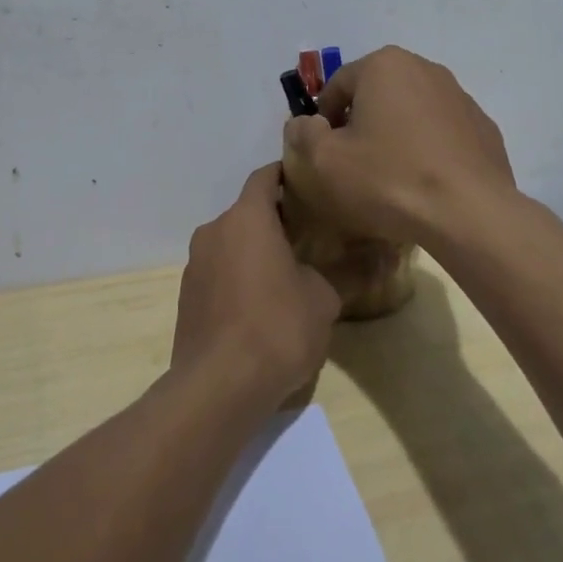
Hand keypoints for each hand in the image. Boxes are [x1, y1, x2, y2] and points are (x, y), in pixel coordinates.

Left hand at [171, 164, 342, 408]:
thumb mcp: (324, 298)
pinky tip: (259, 304)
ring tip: (286, 271)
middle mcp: (214, 231)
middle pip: (247, 212)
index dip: (286, 174)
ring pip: (231, 243)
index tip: (309, 183)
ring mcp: (195, 264)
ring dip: (254, 250)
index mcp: (246, 218)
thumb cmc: (277, 327)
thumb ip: (345, 271)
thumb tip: (376, 257)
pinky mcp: (186, 296)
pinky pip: (218, 272)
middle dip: (274, 219)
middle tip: (308, 233)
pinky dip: (237, 276)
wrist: (219, 387)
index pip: (264, 176)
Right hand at [282, 46, 514, 246]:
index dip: (323, 119)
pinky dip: (428, 148)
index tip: (324, 152)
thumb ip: (303, 135)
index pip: (337, 85)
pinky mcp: (483, 127)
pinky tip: (425, 182)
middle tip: (354, 163)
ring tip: (391, 175)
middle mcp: (425, 68)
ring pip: (412, 111)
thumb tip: (303, 124)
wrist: (468, 213)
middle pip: (376, 94)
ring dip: (396, 134)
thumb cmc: (389, 179)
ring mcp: (460, 97)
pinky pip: (442, 132)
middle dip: (361, 123)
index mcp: (384, 65)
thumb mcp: (326, 161)